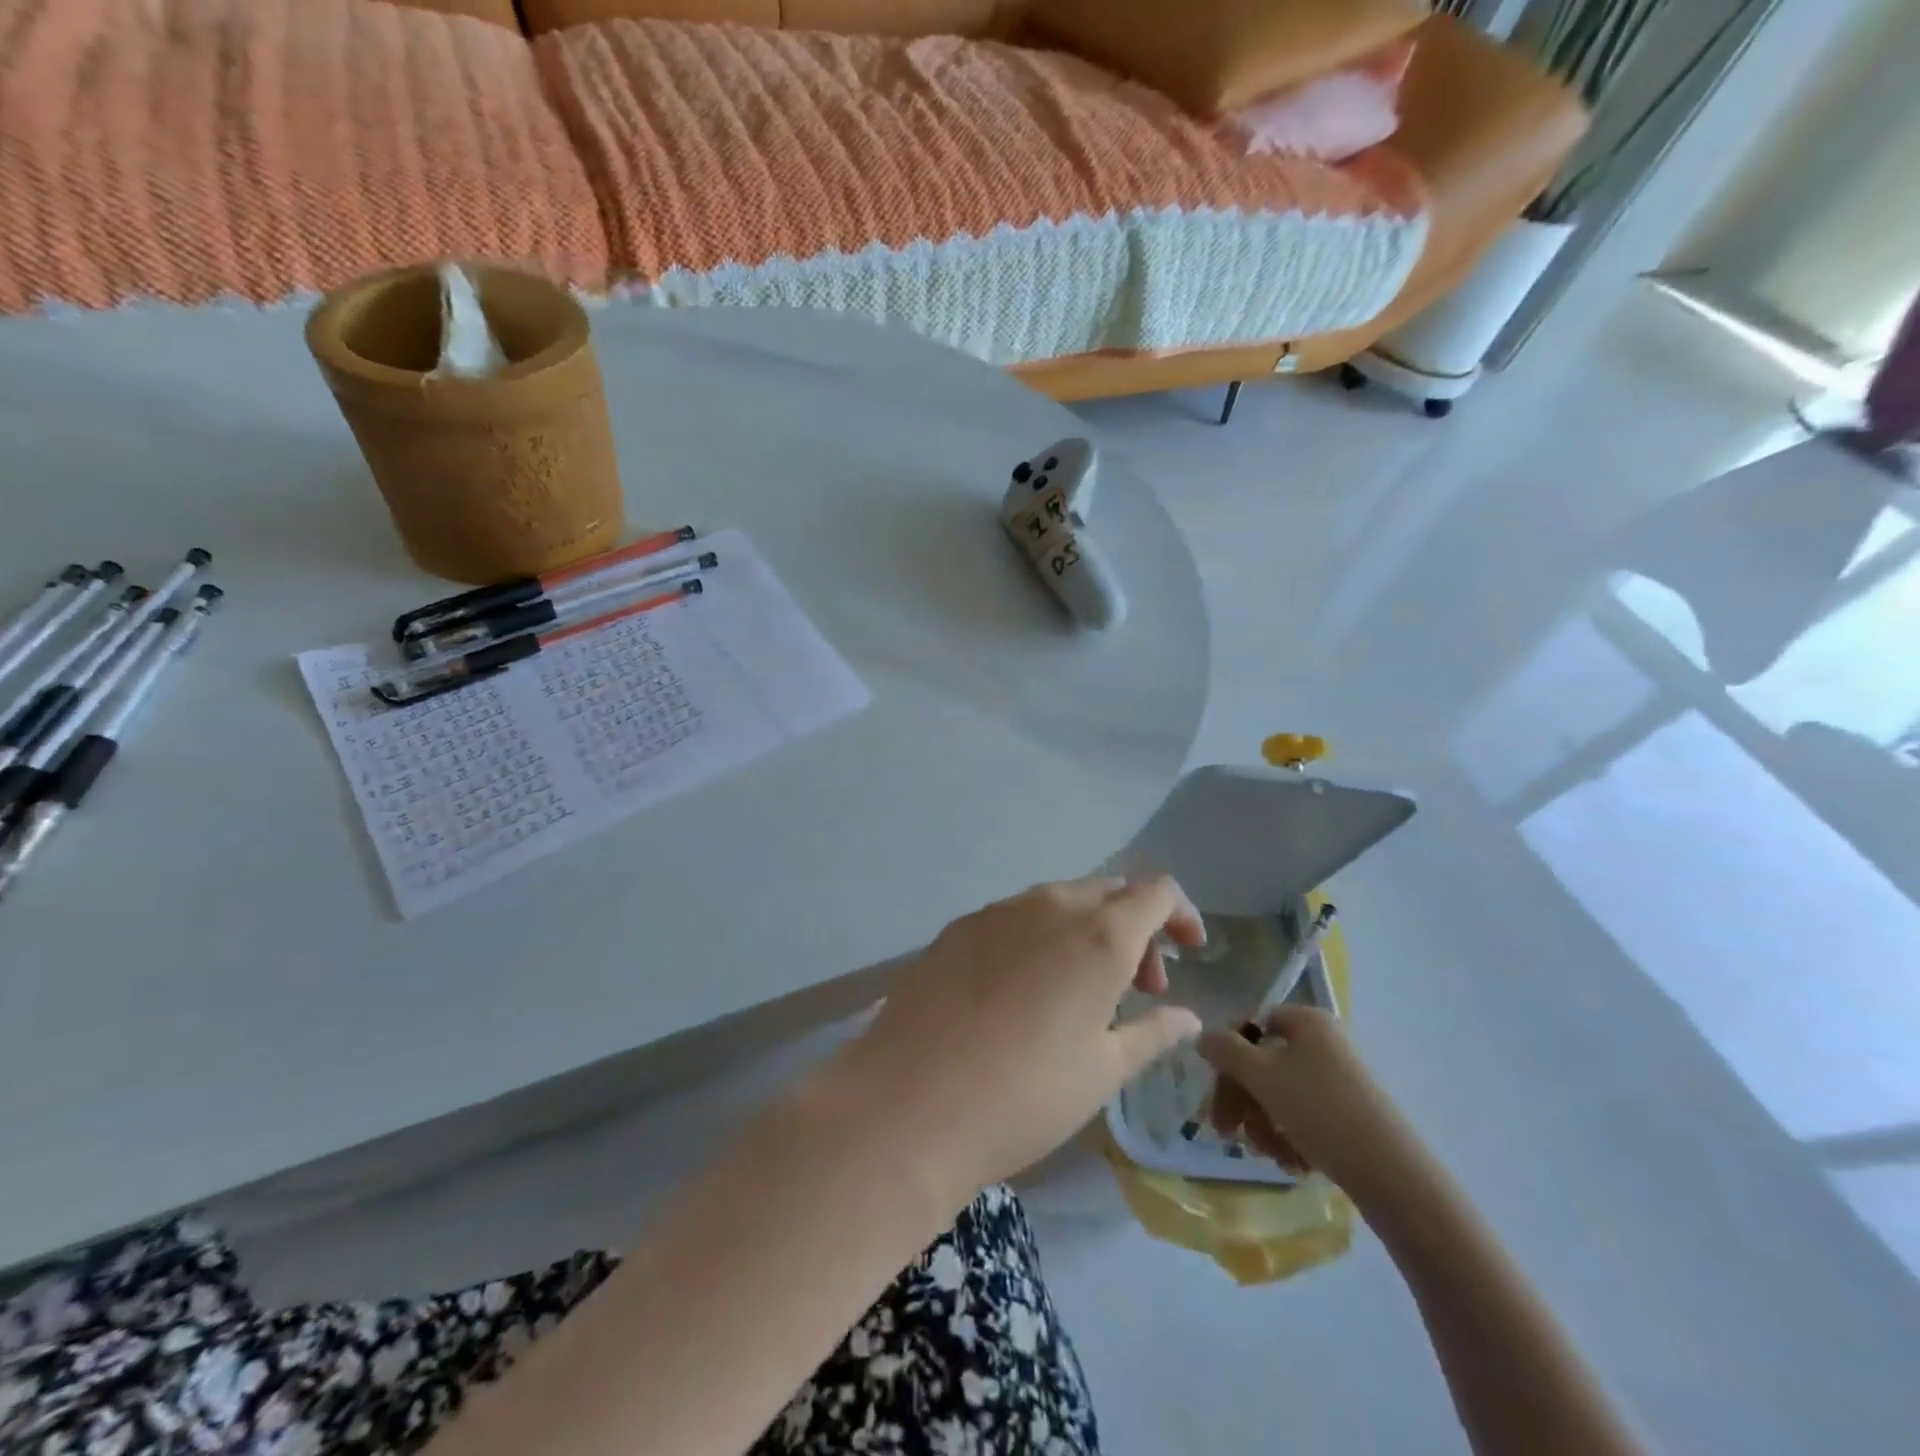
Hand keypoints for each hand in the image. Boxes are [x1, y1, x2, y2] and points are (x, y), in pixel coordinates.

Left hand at [838, 876, 1206, 1201]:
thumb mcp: (1103, 1072)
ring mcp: (997, 911)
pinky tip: (1022, 991)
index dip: (1181, 915)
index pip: (1156, 892)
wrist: (909, 1103)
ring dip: (1086, 932)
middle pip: (1109, 892)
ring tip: (1080, 993)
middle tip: (1136, 988)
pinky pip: (1015, 917)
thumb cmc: (1026, 1095)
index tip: (1188, 953)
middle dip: (1136, 928)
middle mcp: (1050, 906)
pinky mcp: (958, 927)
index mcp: (1099, 935)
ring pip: (1060, 901)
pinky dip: (1040, 938)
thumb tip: (1186, 1016)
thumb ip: (1152, 1033)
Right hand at [1199, 1006, 1427, 1209]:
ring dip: (1264, 1124)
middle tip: (1226, 1133)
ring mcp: (1341, 1079)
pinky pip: (1306, 1117)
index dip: (1228, 1053)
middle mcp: (1325, 1043)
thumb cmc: (1320, 1111)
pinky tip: (1292, 1163)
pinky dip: (1291, 1138)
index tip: (1214, 1087)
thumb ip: (1225, 1050)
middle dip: (1242, 1100)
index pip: (1252, 1024)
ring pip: (1281, 1095)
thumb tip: (1203, 1036)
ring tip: (1268, 1154)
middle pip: (1263, 1063)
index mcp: (1307, 1021)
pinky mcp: (1352, 1115)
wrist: (1394, 1176)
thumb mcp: (1261, 1075)